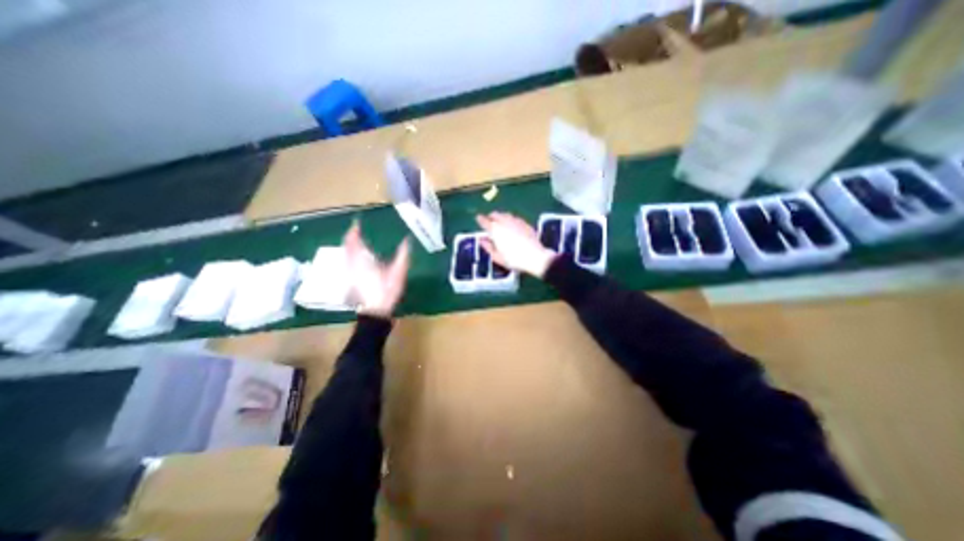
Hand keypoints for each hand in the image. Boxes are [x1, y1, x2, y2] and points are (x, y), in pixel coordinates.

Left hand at [342, 222, 409, 319]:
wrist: (375, 311)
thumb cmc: (387, 290)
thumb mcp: (398, 272)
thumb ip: (403, 255)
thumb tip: (408, 240)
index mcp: (362, 259)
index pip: (354, 240)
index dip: (354, 230)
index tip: (357, 222)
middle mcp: (352, 263)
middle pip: (347, 245)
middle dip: (351, 236)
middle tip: (358, 229)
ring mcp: (349, 272)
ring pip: (346, 253)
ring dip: (350, 244)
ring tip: (358, 239)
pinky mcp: (350, 278)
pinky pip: (347, 260)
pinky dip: (350, 253)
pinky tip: (357, 256)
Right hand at [477, 212, 556, 278]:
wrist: (535, 257)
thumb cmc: (513, 259)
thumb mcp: (497, 257)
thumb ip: (488, 247)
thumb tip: (482, 240)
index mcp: (495, 230)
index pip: (484, 221)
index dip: (480, 219)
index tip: (478, 218)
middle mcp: (504, 222)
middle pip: (495, 214)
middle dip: (491, 217)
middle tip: (489, 221)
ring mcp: (515, 221)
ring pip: (505, 214)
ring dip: (500, 216)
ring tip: (500, 222)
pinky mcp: (525, 223)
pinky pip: (514, 218)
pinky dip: (510, 219)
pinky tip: (512, 225)